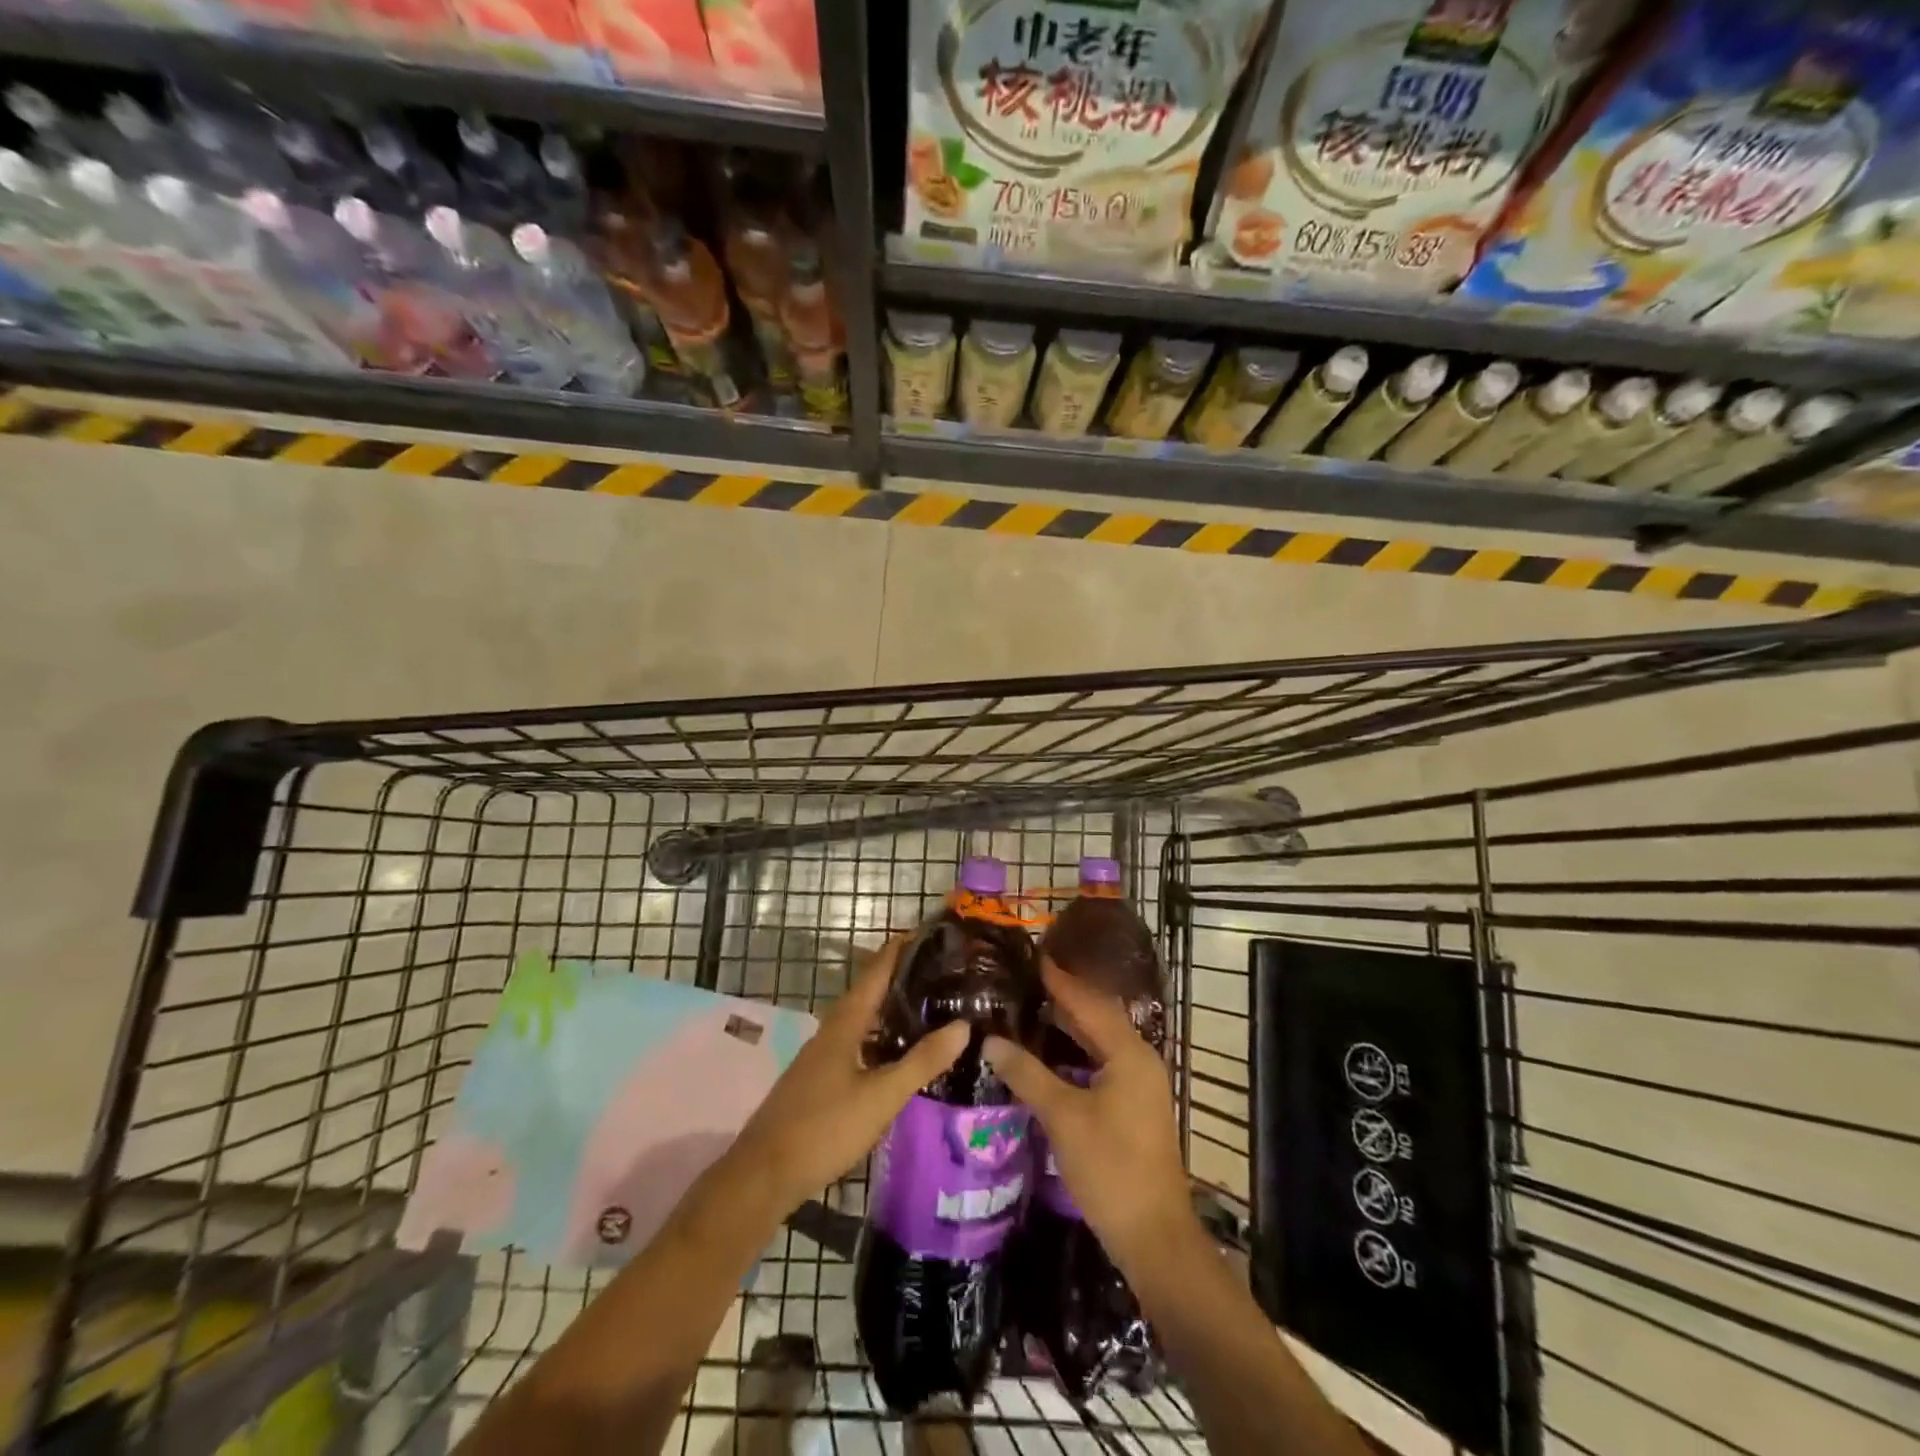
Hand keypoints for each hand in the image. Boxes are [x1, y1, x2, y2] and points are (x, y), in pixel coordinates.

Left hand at [732, 936, 968, 1216]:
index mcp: (846, 1022)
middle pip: (871, 991)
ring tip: (930, 1006)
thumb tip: (964, 1025)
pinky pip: (859, 1042)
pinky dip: (882, 1036)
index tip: (933, 932)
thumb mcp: (881, 1097)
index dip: (902, 948)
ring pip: (864, 1019)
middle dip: (903, 976)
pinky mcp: (821, 1078)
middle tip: (943, 971)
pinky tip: (900, 1053)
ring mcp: (824, 1054)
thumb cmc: (824, 1127)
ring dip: (893, 1008)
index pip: (877, 970)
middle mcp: (833, 1029)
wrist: (764, 1173)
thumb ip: (922, 1062)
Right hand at [984, 958, 1193, 1270]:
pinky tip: (1050, 1055)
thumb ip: (1027, 1074)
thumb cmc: (1111, 1168)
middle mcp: (1139, 1060)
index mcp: (1129, 1053)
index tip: (1034, 956)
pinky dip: (1077, 1052)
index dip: (1060, 980)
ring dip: (1070, 1025)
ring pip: (1101, 1042)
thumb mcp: (1063, 1118)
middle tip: (1027, 979)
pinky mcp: (1133, 1107)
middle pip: (1098, 1017)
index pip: (1089, 1002)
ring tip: (1033, 1007)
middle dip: (1065, 997)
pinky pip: (1102, 1063)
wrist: (1154, 1236)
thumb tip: (991, 1040)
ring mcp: (1139, 1085)